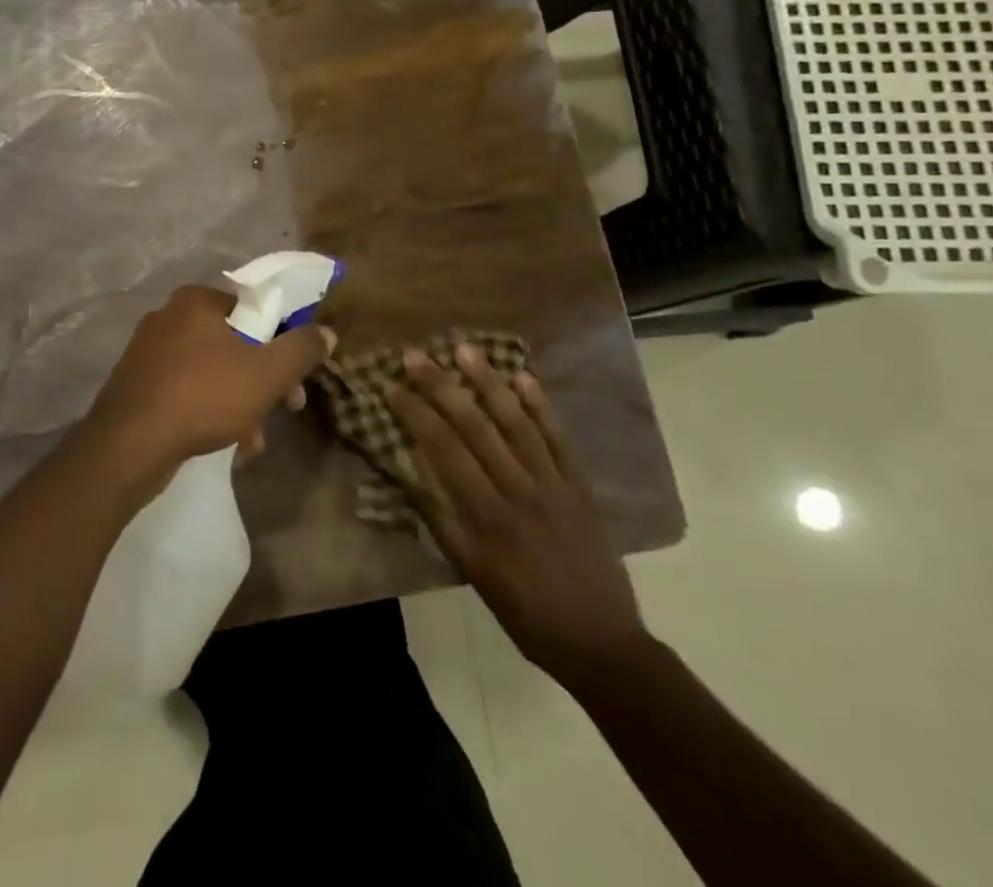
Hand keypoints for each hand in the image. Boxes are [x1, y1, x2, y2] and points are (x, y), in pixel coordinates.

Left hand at [81, 285, 334, 480]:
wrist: (127, 445)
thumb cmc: (203, 396)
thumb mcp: (266, 373)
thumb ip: (301, 349)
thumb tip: (326, 332)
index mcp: (196, 301)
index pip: (254, 309)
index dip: (283, 341)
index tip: (297, 376)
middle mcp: (169, 317)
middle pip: (235, 342)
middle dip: (264, 379)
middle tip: (286, 409)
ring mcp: (149, 352)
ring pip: (213, 371)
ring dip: (241, 402)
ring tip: (254, 441)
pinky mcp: (138, 384)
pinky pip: (188, 390)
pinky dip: (211, 411)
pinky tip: (228, 446)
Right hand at [390, 343, 649, 692]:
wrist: (601, 642)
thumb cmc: (525, 613)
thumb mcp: (473, 575)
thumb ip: (441, 523)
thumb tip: (407, 478)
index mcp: (487, 516)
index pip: (443, 450)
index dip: (415, 413)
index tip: (392, 386)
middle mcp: (518, 490)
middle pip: (475, 426)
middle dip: (441, 386)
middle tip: (416, 355)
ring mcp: (553, 484)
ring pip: (516, 422)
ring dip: (489, 382)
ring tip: (465, 349)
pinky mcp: (579, 485)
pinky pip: (558, 438)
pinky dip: (541, 406)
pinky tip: (523, 377)